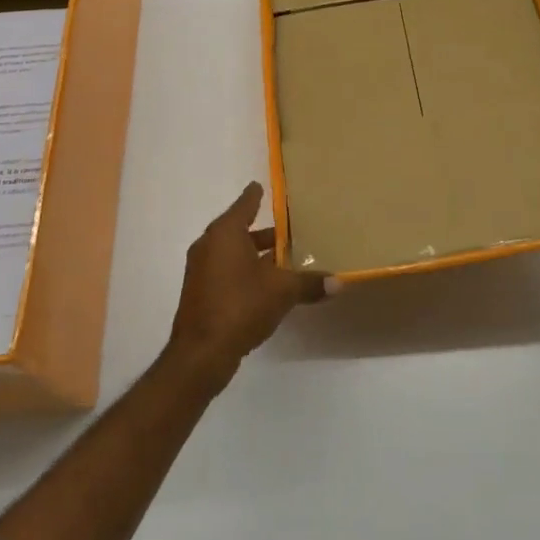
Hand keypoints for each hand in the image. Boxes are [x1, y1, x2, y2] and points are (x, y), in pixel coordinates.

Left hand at [166, 183, 331, 389]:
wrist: (201, 353)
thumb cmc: (241, 306)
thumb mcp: (282, 292)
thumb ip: (310, 283)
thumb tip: (340, 282)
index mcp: (225, 233)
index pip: (244, 204)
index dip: (255, 195)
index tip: (260, 185)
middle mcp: (209, 245)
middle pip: (238, 229)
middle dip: (262, 231)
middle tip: (287, 229)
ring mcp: (201, 270)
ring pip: (232, 252)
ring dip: (254, 254)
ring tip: (282, 259)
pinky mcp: (200, 292)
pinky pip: (226, 271)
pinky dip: (244, 271)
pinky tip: (265, 285)